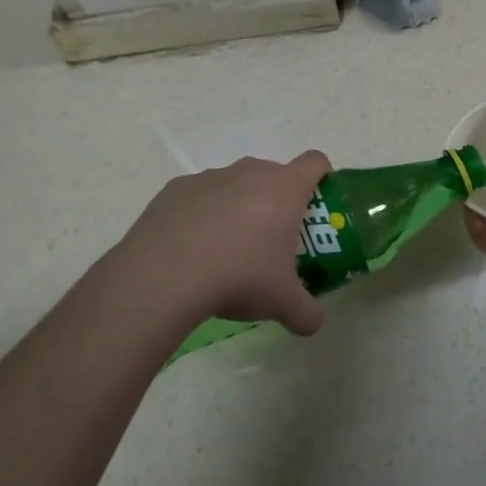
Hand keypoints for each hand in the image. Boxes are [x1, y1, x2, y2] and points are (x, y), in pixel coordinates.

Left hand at [102, 153, 331, 334]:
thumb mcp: (282, 302)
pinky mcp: (176, 189)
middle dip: (275, 202)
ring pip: (234, 185)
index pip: (315, 162)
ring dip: (237, 208)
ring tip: (225, 251)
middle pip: (273, 175)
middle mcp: (251, 172)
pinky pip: (198, 197)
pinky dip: (201, 216)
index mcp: (285, 188)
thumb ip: (305, 312)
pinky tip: (190, 250)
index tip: (316, 201)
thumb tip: (313, 324)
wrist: (164, 276)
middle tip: (270, 241)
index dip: (321, 176)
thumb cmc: (240, 276)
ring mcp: (210, 177)